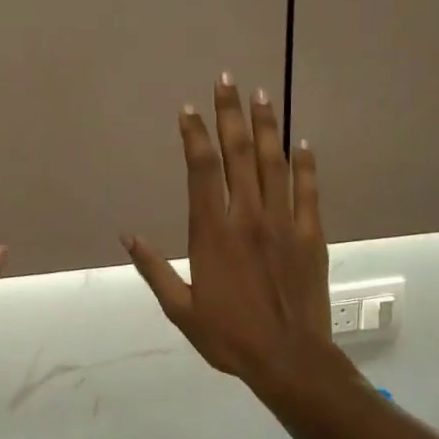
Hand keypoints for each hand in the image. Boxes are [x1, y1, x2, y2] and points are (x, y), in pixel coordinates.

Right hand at [123, 76, 331, 389]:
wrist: (288, 358)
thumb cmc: (228, 336)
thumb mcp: (180, 309)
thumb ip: (153, 268)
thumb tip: (128, 235)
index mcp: (212, 232)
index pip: (202, 169)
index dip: (194, 135)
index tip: (189, 110)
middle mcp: (247, 216)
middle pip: (238, 154)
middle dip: (230, 114)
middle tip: (226, 80)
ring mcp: (283, 222)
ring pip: (274, 163)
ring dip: (266, 126)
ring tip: (261, 95)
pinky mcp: (310, 235)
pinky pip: (308, 191)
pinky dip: (305, 165)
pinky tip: (302, 143)